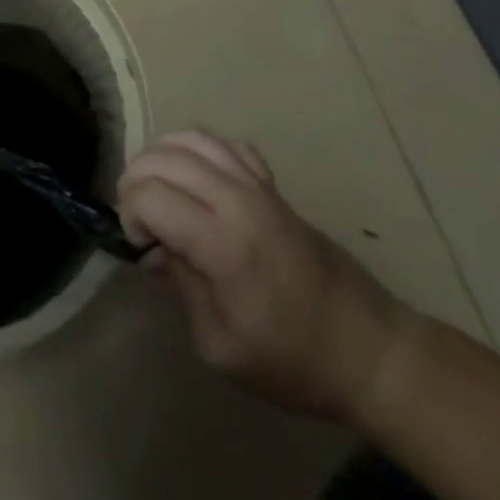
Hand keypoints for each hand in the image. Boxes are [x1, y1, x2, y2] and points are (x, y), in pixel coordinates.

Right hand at [118, 131, 414, 425]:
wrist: (369, 350)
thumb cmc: (292, 361)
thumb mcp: (221, 348)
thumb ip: (180, 286)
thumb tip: (155, 249)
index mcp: (222, 244)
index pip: (149, 196)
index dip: (130, 216)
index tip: (139, 246)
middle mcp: (236, 200)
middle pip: (162, 159)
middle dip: (135, 182)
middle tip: (140, 220)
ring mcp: (257, 185)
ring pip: (189, 139)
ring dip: (159, 158)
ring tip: (157, 191)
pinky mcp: (271, 183)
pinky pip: (223, 143)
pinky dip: (196, 149)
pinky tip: (194, 177)